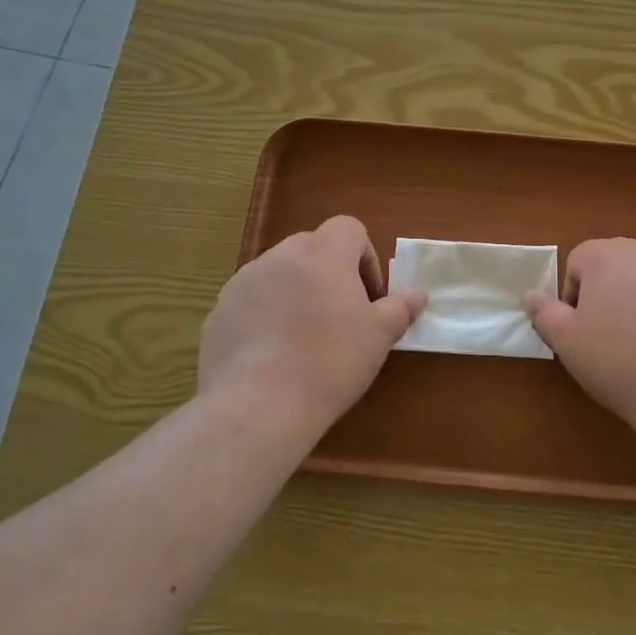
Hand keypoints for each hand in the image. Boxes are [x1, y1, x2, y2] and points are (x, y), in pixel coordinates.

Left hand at [199, 216, 424, 430]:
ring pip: (279, 275)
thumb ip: (400, 307)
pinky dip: (265, 319)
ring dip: (296, 295)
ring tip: (305, 341)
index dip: (365, 258)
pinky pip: (251, 304)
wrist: (259, 406)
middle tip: (342, 318)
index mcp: (322, 252)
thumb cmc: (331, 361)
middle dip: (330, 276)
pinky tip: (273, 358)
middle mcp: (279, 256)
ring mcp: (242, 283)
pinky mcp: (217, 313)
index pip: (349, 228)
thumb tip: (417, 293)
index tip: (369, 298)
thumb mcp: (379, 336)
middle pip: (312, 249)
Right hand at [526, 238, 635, 428]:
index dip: (573, 296)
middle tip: (611, 338)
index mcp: (608, 256)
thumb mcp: (568, 343)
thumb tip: (532, 295)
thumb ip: (545, 312)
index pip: (578, 262)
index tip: (581, 331)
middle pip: (618, 265)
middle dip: (609, 294)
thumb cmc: (621, 364)